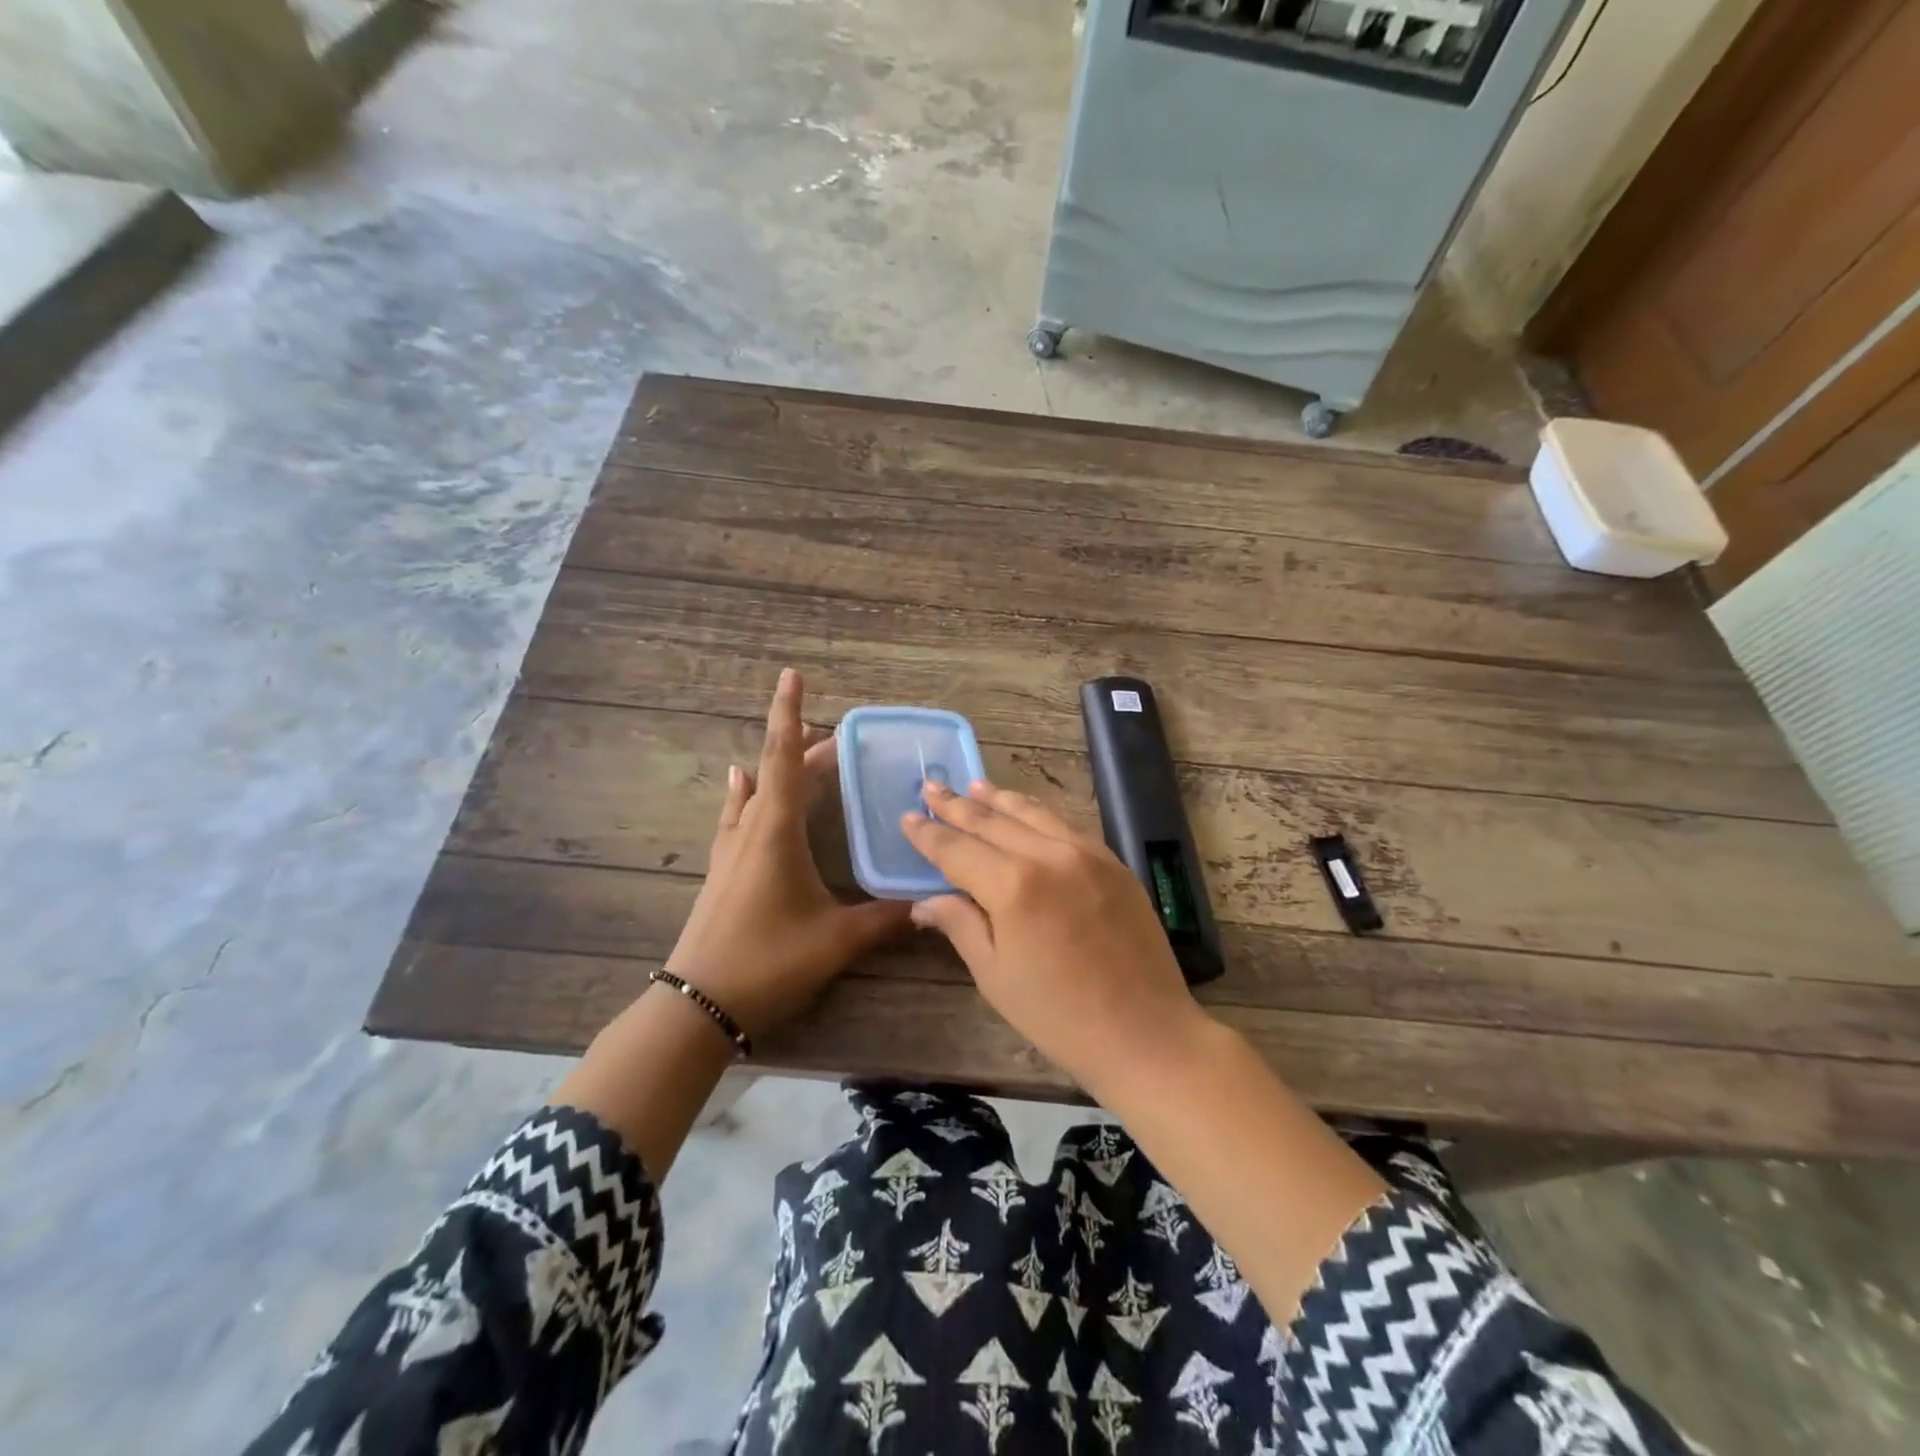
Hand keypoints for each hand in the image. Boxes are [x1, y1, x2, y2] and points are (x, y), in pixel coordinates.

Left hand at [666, 669, 912, 1040]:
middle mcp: (750, 829)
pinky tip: (742, 786)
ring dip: (780, 769)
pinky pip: (738, 816)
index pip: (784, 758)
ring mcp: (731, 851)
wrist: (698, 1006)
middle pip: (777, 772)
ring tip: (806, 753)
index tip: (791, 675)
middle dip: (807, 748)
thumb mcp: (836, 940)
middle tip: (842, 738)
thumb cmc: (768, 961)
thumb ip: (885, 919)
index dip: (789, 714)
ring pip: (756, 792)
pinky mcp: (724, 872)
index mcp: (776, 830)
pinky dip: (748, 794)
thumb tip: (932, 904)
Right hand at [902, 779, 1206, 1094]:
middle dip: (957, 805)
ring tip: (973, 786)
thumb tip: (924, 901)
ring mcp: (1086, 853)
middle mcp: (1048, 855)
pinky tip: (1026, 811)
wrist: (1146, 1032)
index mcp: (1012, 886)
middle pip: (992, 821)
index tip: (908, 817)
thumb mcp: (995, 975)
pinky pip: (1065, 825)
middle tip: (931, 786)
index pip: (957, 849)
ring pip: (1032, 813)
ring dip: (998, 798)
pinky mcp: (1112, 861)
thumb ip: (960, 925)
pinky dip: (1038, 813)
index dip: (929, 834)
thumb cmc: (1058, 1015)